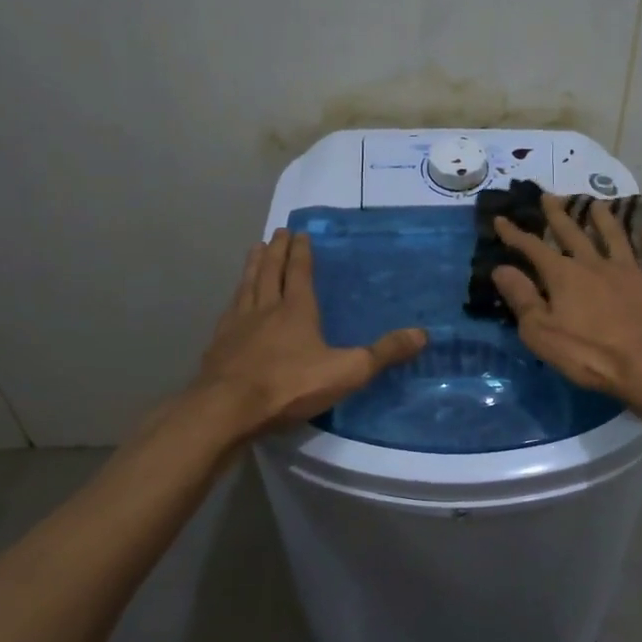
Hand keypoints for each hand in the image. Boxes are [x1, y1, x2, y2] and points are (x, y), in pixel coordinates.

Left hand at [193, 228, 427, 434]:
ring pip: (247, 285)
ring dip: (253, 265)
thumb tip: (423, 334)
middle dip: (277, 250)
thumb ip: (383, 353)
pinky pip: (229, 310)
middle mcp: (266, 308)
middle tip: (278, 232)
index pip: (300, 273)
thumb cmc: (290, 385)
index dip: (302, 252)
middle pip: (270, 271)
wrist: (228, 408)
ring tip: (255, 249)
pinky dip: (235, 297)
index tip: (300, 233)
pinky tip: (233, 301)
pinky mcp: (218, 344)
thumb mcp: (347, 371)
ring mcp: (237, 325)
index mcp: (297, 310)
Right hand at [492, 197, 641, 410]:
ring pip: (615, 236)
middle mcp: (595, 264)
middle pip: (574, 234)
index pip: (533, 248)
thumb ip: (522, 298)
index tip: (501, 219)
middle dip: (558, 215)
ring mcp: (631, 271)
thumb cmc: (589, 354)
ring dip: (604, 219)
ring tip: (596, 204)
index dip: (515, 234)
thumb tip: (501, 269)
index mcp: (564, 276)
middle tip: (549, 196)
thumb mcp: (542, 332)